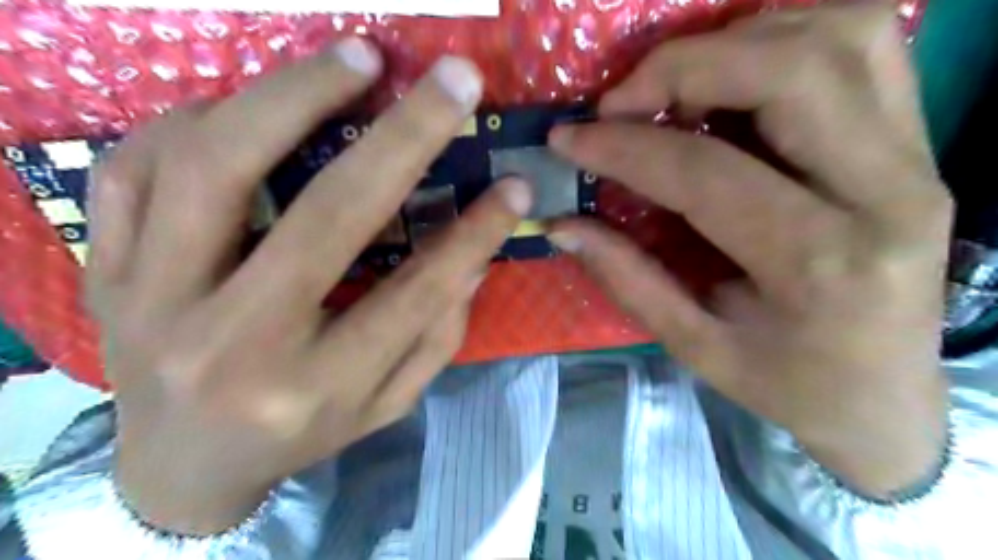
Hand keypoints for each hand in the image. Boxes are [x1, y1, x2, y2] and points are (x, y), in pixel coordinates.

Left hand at [89, 38, 534, 533]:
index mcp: (314, 389)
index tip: (515, 186)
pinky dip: (198, 119)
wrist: (179, 468)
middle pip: (325, 217)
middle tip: (452, 80)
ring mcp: (153, 301)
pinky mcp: (106, 271)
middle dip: (403, 137)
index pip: (414, 296)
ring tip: (355, 58)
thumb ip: (434, 339)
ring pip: (216, 168)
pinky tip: (251, 107)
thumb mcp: (383, 405)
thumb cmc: (299, 436)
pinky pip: (136, 169)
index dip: (475, 234)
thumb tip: (472, 258)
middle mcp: (234, 344)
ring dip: (295, 96)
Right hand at [550, 3, 945, 493]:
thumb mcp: (695, 347)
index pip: (707, 174)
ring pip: (837, 37)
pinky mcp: (920, 142)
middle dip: (682, 68)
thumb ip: (628, 279)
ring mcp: (918, 157)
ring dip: (736, 43)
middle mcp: (887, 195)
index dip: (625, 147)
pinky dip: (785, 40)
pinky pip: (862, 48)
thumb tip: (562, 226)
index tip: (570, 139)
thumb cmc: (787, 384)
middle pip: (790, 72)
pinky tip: (734, 80)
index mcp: (821, 267)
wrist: (885, 397)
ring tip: (676, 88)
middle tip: (621, 101)